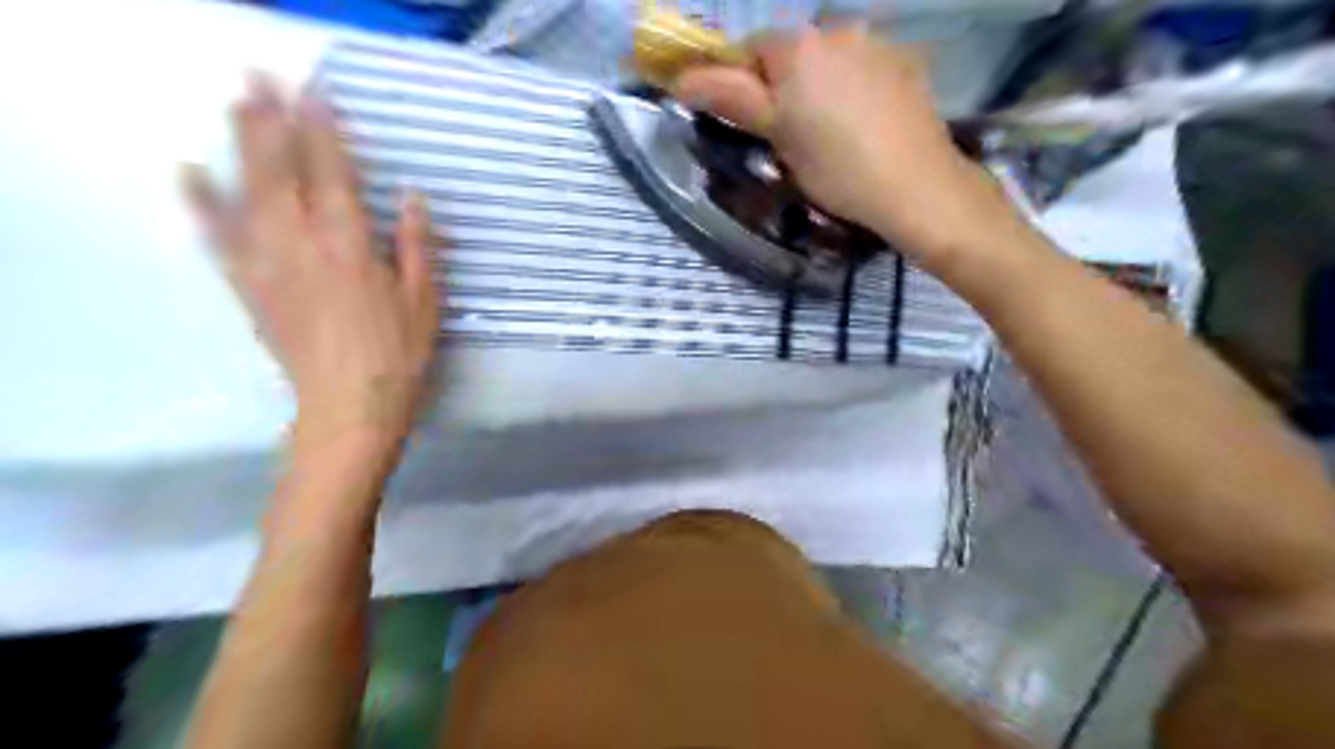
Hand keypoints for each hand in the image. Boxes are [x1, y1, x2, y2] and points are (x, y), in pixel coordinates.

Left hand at [181, 79, 439, 458]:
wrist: (347, 409)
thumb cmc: (399, 357)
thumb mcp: (426, 303)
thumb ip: (416, 247)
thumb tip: (411, 198)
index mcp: (350, 248)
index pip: (332, 176)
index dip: (323, 133)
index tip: (316, 96)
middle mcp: (300, 245)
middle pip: (278, 173)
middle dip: (270, 123)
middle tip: (262, 80)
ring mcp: (266, 265)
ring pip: (245, 193)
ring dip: (239, 145)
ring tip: (235, 106)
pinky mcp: (248, 288)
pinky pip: (219, 237)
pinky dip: (201, 203)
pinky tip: (189, 175)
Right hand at [678, 27, 1031, 272]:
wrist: (915, 185)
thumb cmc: (836, 167)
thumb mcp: (777, 136)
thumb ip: (732, 99)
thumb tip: (683, 79)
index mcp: (798, 46)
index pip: (750, 49)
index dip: (743, 84)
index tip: (755, 123)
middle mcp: (838, 29)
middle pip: (792, 51)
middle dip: (784, 83)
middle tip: (792, 133)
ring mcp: (877, 42)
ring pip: (829, 59)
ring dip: (820, 83)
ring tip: (833, 131)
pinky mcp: (906, 62)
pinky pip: (863, 66)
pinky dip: (854, 87)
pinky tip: (865, 124)